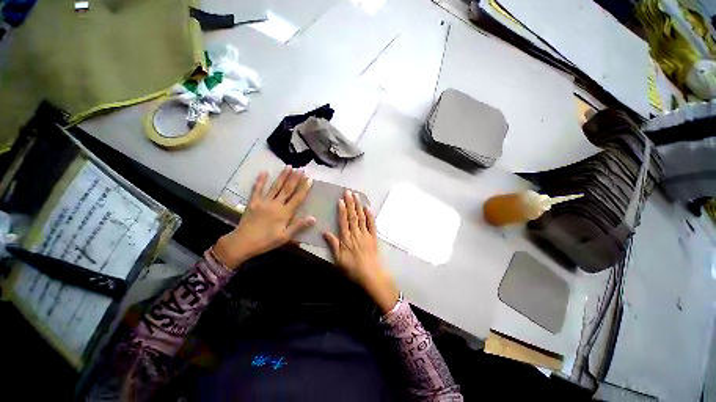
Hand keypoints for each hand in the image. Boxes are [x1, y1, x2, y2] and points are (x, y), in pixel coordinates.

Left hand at [213, 167, 314, 269]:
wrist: (242, 243)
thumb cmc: (266, 241)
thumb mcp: (285, 237)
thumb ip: (298, 226)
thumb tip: (313, 218)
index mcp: (284, 213)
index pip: (297, 198)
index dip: (304, 188)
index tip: (309, 179)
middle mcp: (275, 204)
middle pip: (287, 189)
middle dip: (295, 178)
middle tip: (301, 169)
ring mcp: (263, 202)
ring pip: (275, 187)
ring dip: (282, 176)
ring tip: (289, 166)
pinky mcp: (253, 202)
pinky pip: (257, 189)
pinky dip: (260, 181)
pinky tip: (263, 172)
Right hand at [324, 190, 398, 312]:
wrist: (371, 275)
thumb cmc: (352, 268)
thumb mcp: (338, 259)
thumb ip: (333, 244)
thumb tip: (325, 232)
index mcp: (347, 239)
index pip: (344, 221)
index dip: (342, 210)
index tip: (341, 200)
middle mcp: (356, 234)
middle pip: (353, 216)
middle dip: (350, 204)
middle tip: (349, 192)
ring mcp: (366, 234)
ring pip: (362, 218)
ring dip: (359, 206)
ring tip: (357, 196)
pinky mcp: (373, 237)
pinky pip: (372, 224)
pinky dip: (370, 215)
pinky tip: (368, 208)